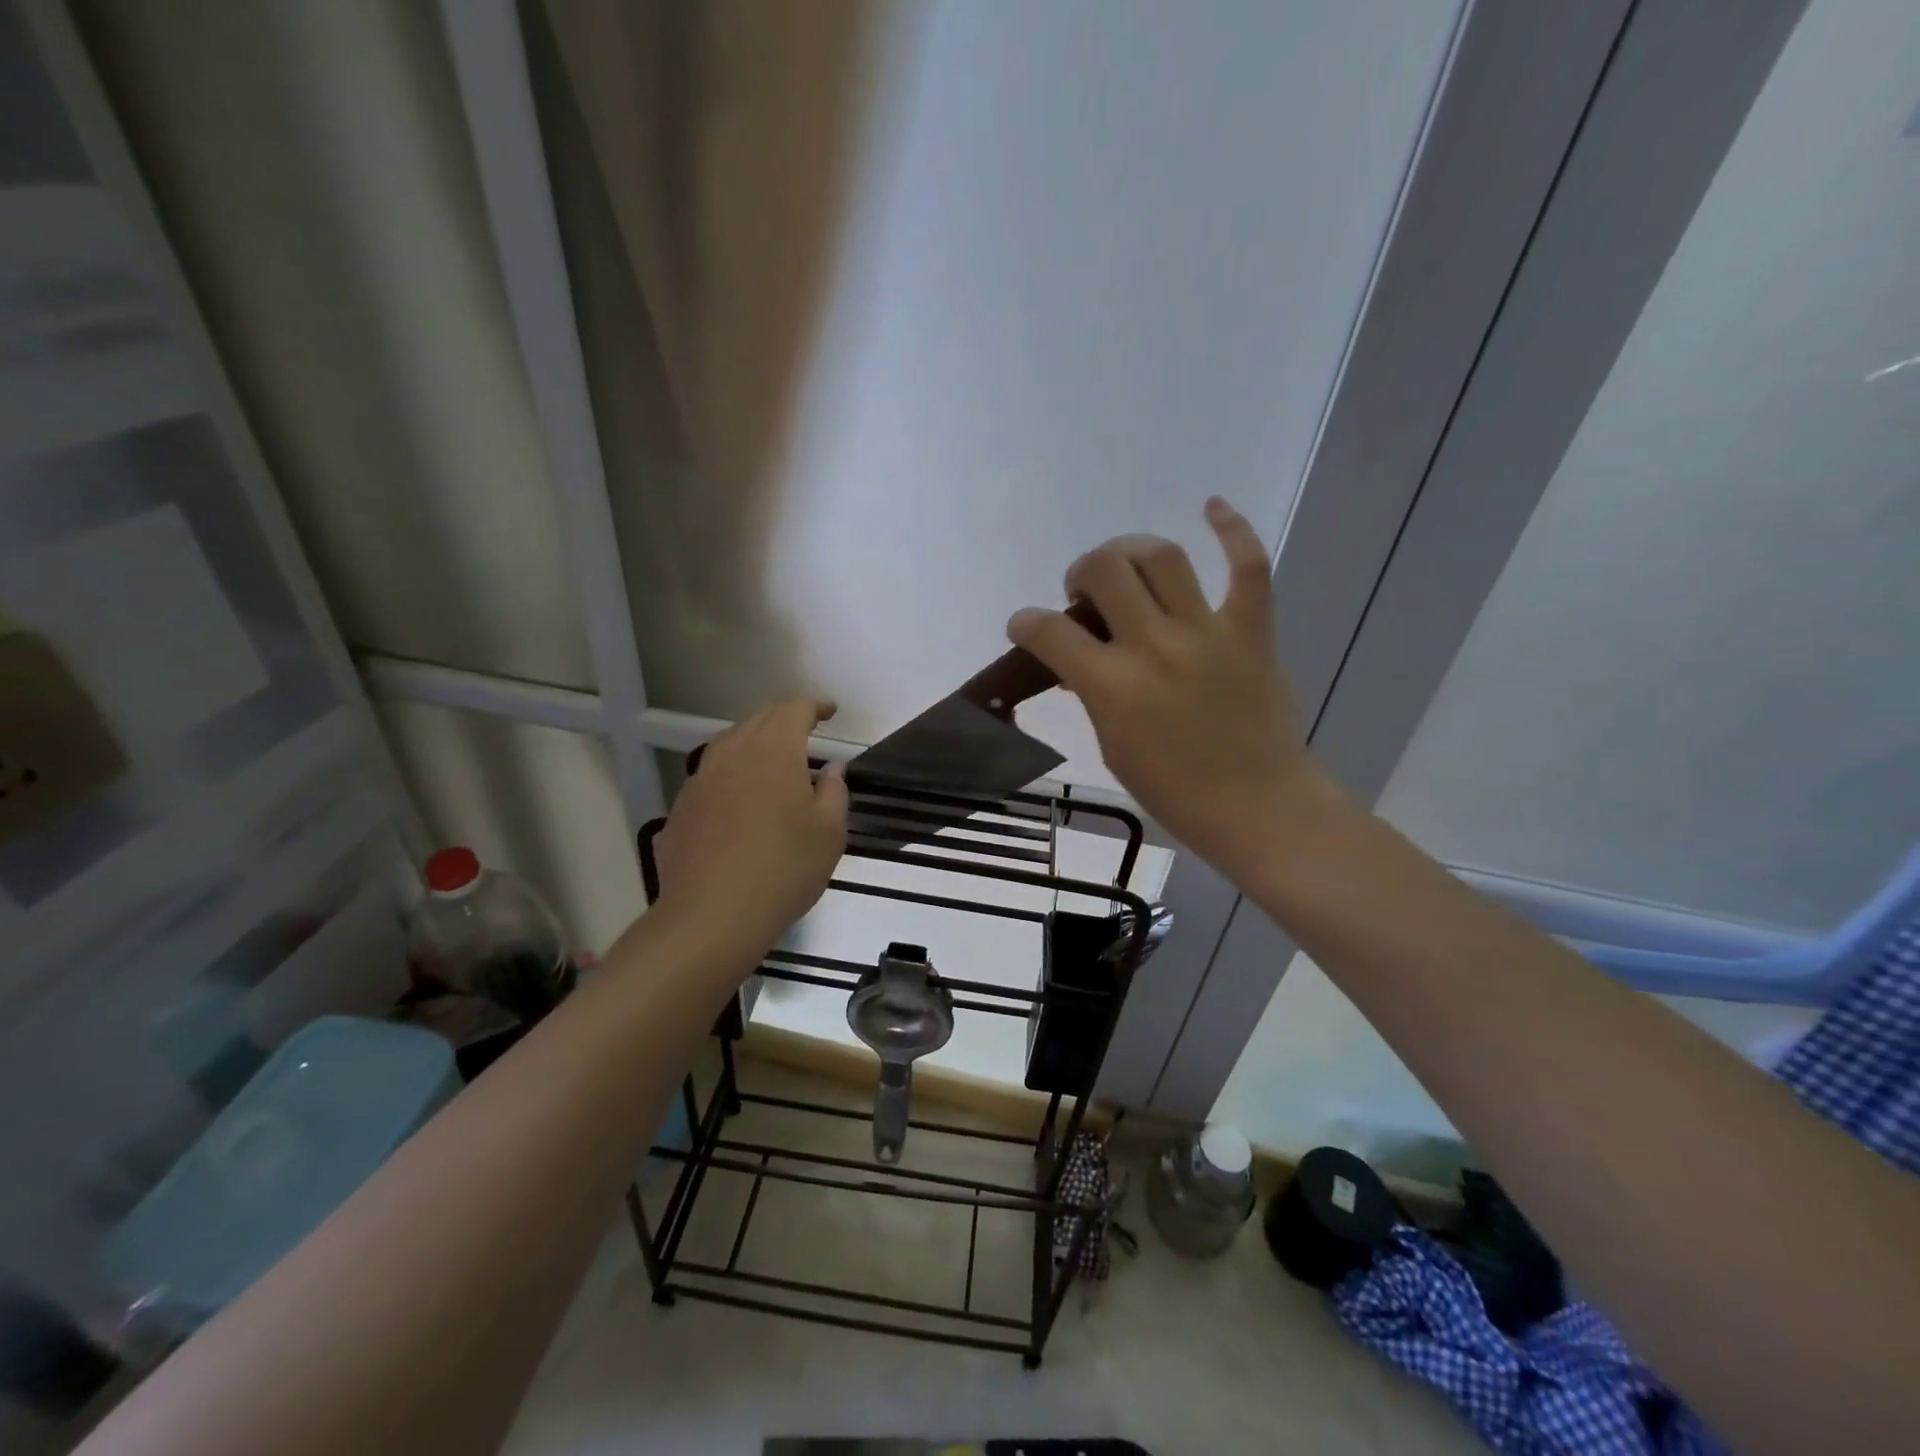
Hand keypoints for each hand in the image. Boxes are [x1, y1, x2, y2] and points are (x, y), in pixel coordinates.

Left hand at [653, 699, 848, 958]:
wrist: (711, 918)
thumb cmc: (784, 869)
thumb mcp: (829, 833)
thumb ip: (834, 792)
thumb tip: (832, 768)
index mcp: (773, 751)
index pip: (793, 709)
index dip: (814, 706)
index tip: (830, 712)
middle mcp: (732, 754)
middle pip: (758, 721)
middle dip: (784, 721)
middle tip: (805, 735)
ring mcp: (699, 781)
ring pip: (729, 747)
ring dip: (754, 747)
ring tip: (772, 766)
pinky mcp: (680, 810)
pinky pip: (711, 781)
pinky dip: (731, 780)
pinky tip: (740, 807)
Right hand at [1007, 498, 1345, 882]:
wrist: (1258, 807)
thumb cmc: (1175, 792)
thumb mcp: (1113, 746)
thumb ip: (1095, 694)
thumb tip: (1086, 661)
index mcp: (1112, 687)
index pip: (1049, 632)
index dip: (1025, 622)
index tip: (1024, 626)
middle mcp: (1154, 646)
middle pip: (1103, 570)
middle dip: (1080, 573)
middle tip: (1084, 595)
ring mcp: (1206, 632)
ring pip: (1161, 556)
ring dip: (1129, 551)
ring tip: (1125, 568)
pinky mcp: (1250, 630)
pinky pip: (1248, 566)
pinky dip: (1232, 530)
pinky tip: (1213, 507)